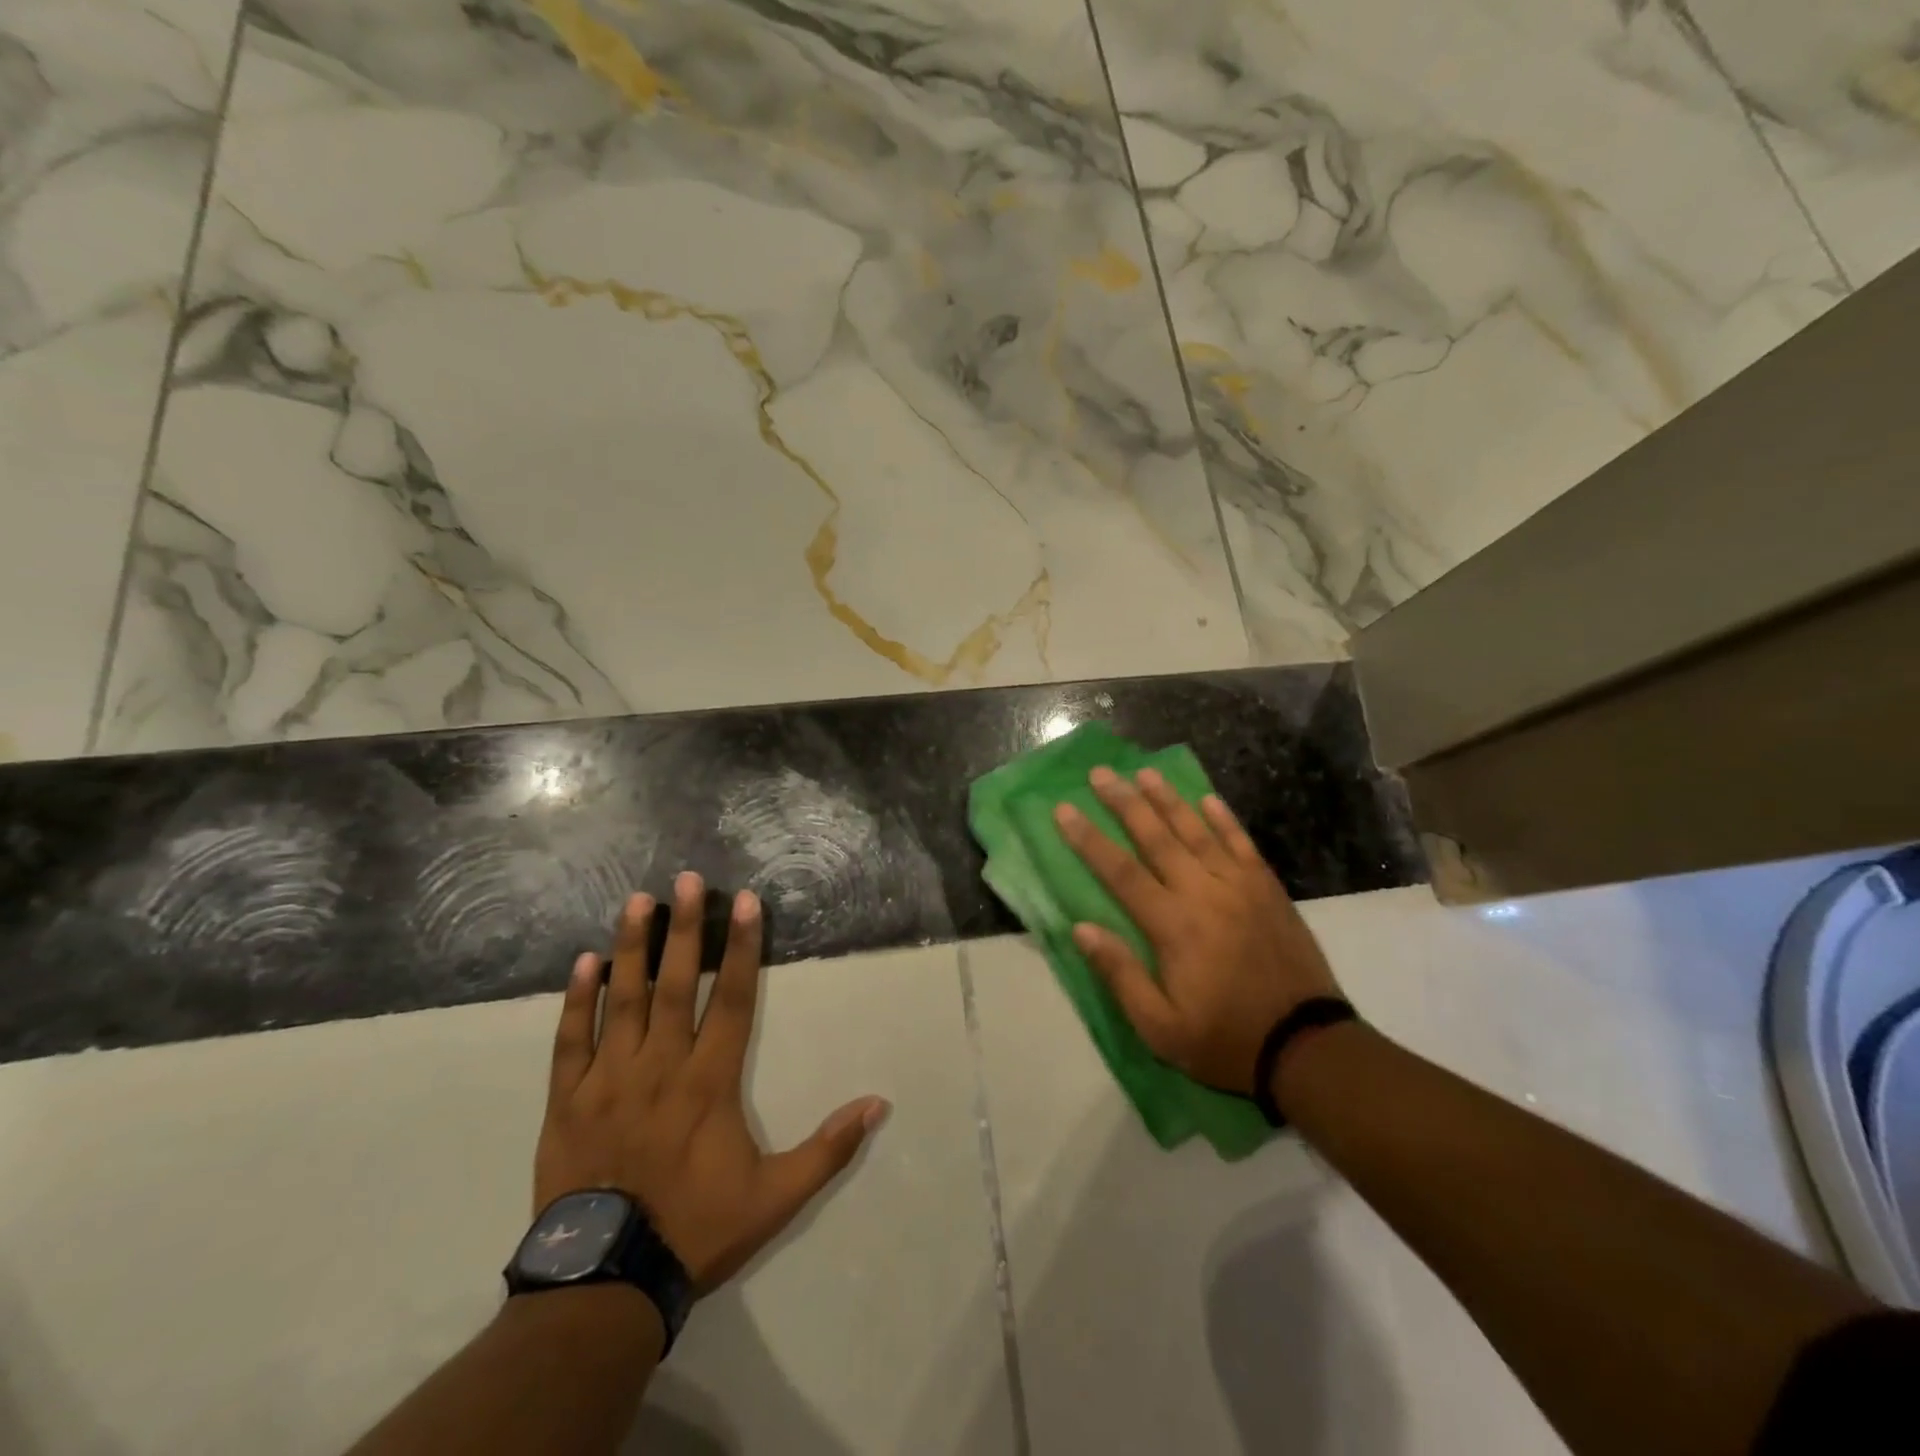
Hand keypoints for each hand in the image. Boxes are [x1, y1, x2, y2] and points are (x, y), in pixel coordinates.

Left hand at [535, 871, 889, 1293]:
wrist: (605, 1284)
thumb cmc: (696, 1229)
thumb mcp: (776, 1196)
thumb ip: (828, 1148)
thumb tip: (879, 1103)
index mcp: (710, 1081)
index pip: (733, 998)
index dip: (742, 947)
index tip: (746, 902)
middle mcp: (661, 1066)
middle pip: (675, 984)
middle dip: (683, 928)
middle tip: (685, 880)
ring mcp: (609, 1079)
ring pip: (622, 1000)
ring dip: (631, 947)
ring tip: (637, 901)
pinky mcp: (568, 1100)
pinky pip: (571, 1041)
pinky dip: (576, 1000)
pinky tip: (583, 962)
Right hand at [1055, 766, 1341, 1095]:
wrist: (1306, 1047)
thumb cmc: (1224, 1041)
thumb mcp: (1160, 1028)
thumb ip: (1120, 974)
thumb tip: (1082, 928)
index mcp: (1173, 926)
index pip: (1120, 872)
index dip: (1089, 839)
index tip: (1065, 810)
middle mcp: (1204, 894)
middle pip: (1157, 838)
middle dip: (1125, 803)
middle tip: (1101, 774)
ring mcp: (1240, 887)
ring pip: (1198, 832)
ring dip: (1169, 800)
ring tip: (1144, 772)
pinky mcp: (1269, 891)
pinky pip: (1242, 845)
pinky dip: (1225, 819)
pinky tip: (1207, 799)